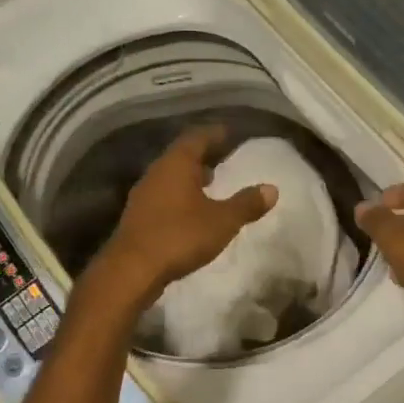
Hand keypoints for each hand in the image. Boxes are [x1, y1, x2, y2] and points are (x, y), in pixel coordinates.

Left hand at [93, 127, 276, 305]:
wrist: (132, 269)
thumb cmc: (180, 236)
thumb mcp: (222, 221)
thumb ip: (246, 204)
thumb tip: (272, 189)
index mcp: (176, 164)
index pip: (198, 137)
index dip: (215, 133)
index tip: (230, 133)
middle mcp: (157, 172)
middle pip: (181, 155)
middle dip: (202, 155)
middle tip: (223, 157)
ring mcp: (143, 194)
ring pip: (170, 176)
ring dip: (190, 176)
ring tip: (210, 182)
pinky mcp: (138, 215)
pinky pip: (163, 195)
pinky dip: (180, 195)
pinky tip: (191, 209)